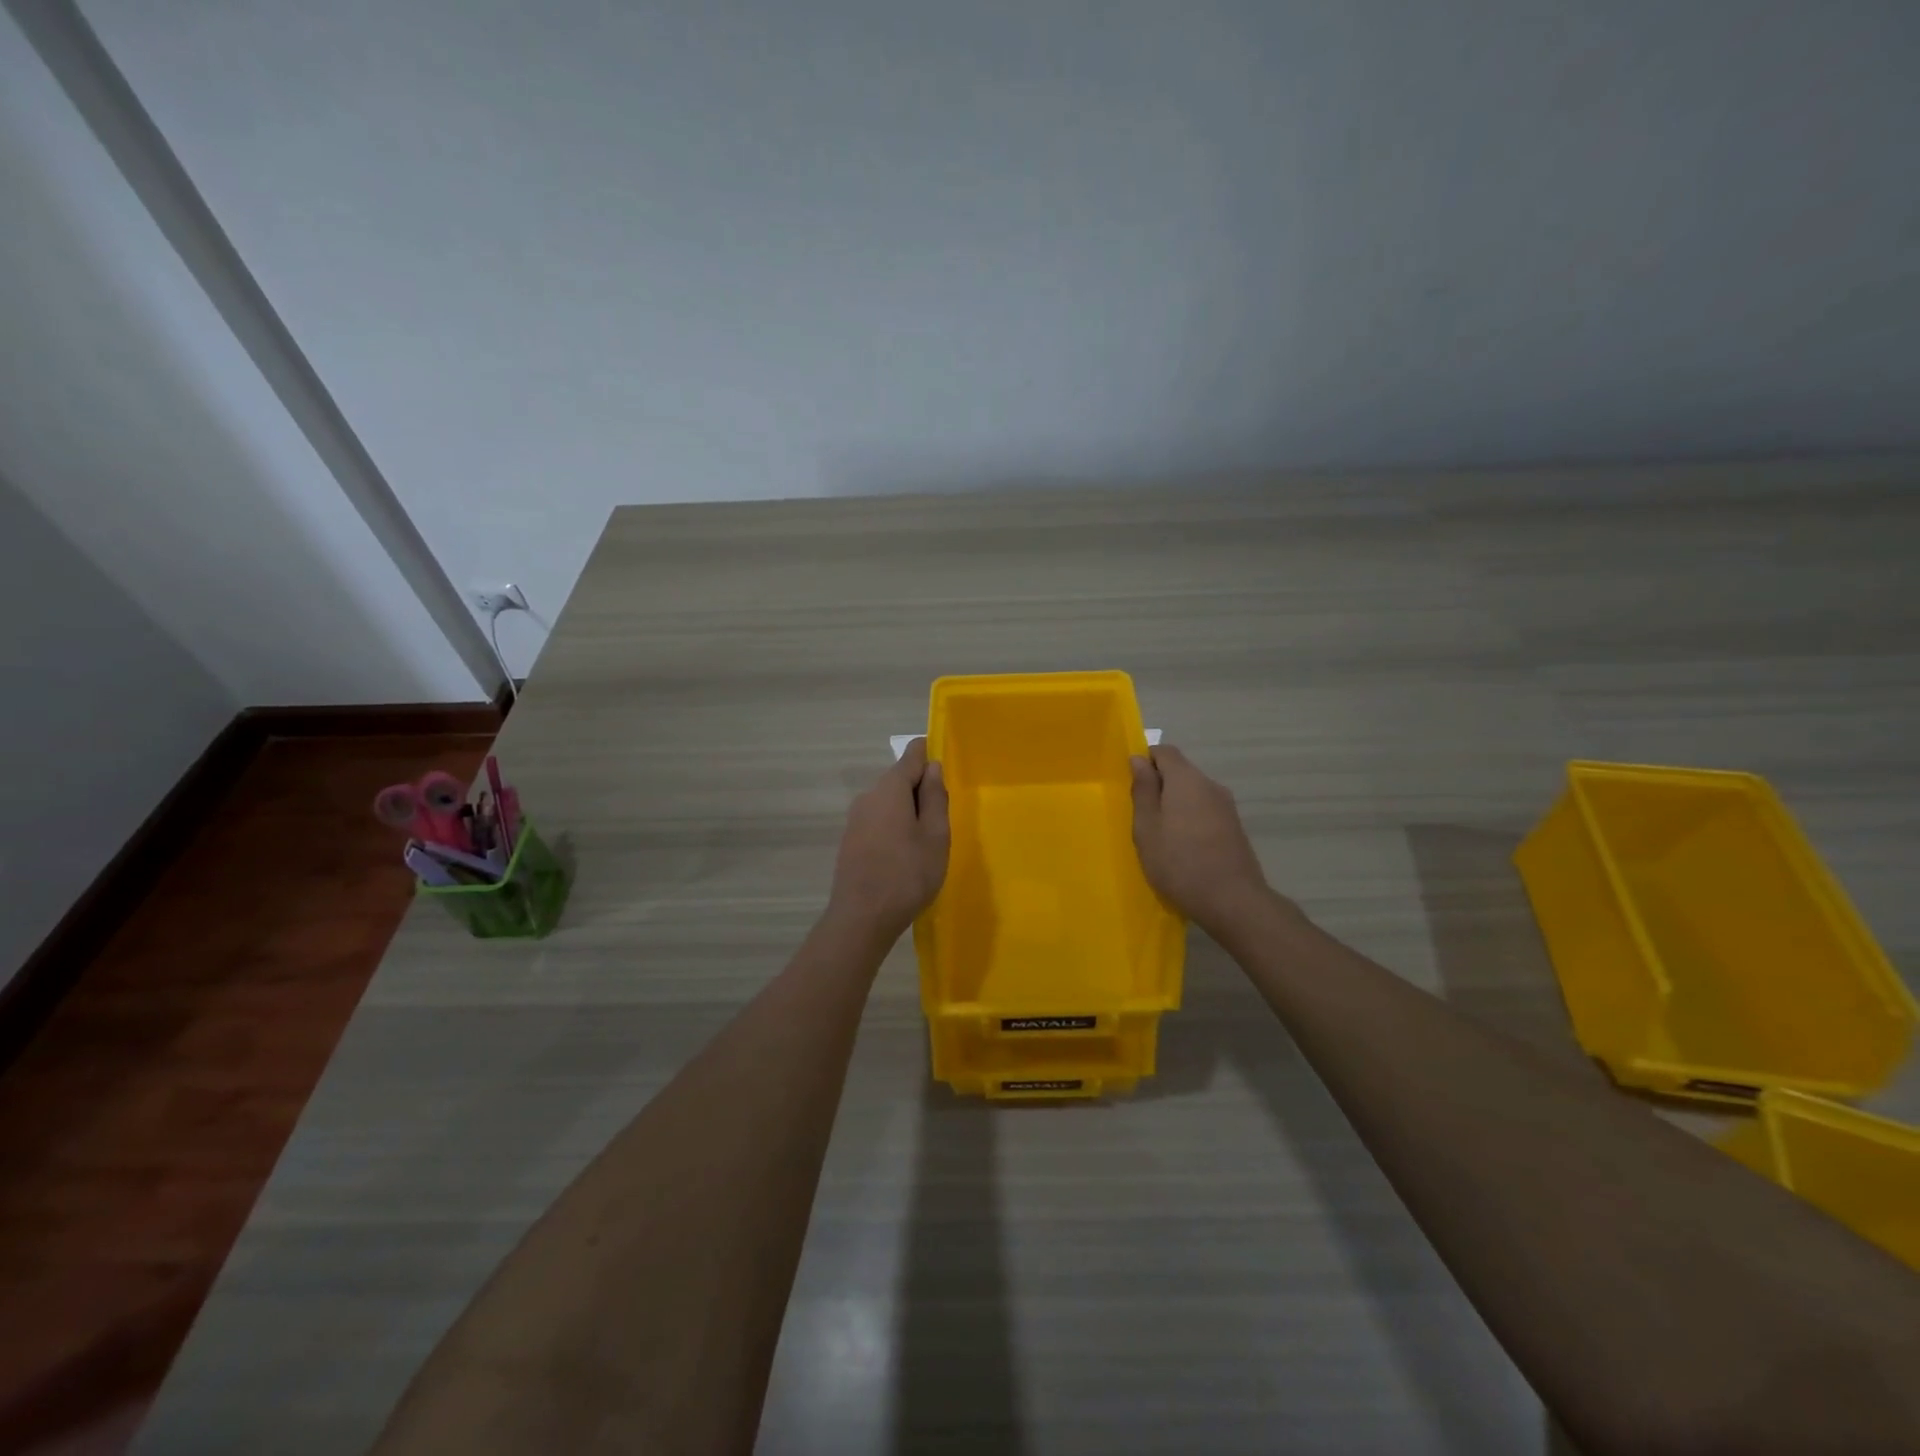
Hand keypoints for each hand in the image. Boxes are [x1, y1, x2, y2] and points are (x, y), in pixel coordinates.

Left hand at [828, 738, 949, 939]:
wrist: (861, 918)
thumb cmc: (907, 874)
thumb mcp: (935, 835)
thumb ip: (935, 797)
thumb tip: (932, 767)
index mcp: (890, 789)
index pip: (911, 756)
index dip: (928, 754)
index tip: (945, 762)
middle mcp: (868, 796)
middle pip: (898, 780)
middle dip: (921, 788)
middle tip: (944, 815)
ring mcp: (855, 819)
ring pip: (888, 802)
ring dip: (908, 811)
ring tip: (928, 839)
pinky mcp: (850, 841)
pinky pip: (878, 821)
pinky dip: (895, 826)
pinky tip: (906, 853)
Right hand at [1130, 744, 1275, 936]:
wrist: (1232, 901)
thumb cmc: (1178, 862)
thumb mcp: (1147, 827)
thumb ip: (1143, 790)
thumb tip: (1138, 759)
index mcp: (1186, 779)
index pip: (1165, 751)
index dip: (1146, 761)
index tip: (1132, 785)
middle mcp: (1210, 785)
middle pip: (1181, 772)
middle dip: (1160, 786)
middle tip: (1141, 816)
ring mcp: (1227, 806)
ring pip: (1194, 793)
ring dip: (1175, 805)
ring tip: (1162, 836)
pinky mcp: (1235, 827)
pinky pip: (1206, 811)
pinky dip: (1191, 820)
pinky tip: (1184, 848)